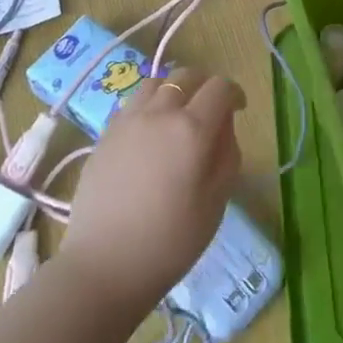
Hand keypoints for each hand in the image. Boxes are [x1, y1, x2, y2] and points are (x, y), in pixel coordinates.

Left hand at [59, 66, 242, 317]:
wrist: (104, 266)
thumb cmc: (170, 242)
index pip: (220, 88)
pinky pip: (132, 104)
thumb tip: (224, 126)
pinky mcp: (104, 135)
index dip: (234, 93)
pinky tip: (149, 135)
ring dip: (173, 91)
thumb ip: (227, 155)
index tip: (238, 109)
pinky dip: (148, 106)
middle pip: (186, 76)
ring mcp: (127, 121)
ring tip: (176, 117)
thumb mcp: (216, 203)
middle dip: (204, 86)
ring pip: (155, 84)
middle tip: (210, 111)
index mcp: (192, 129)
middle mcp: (159, 113)